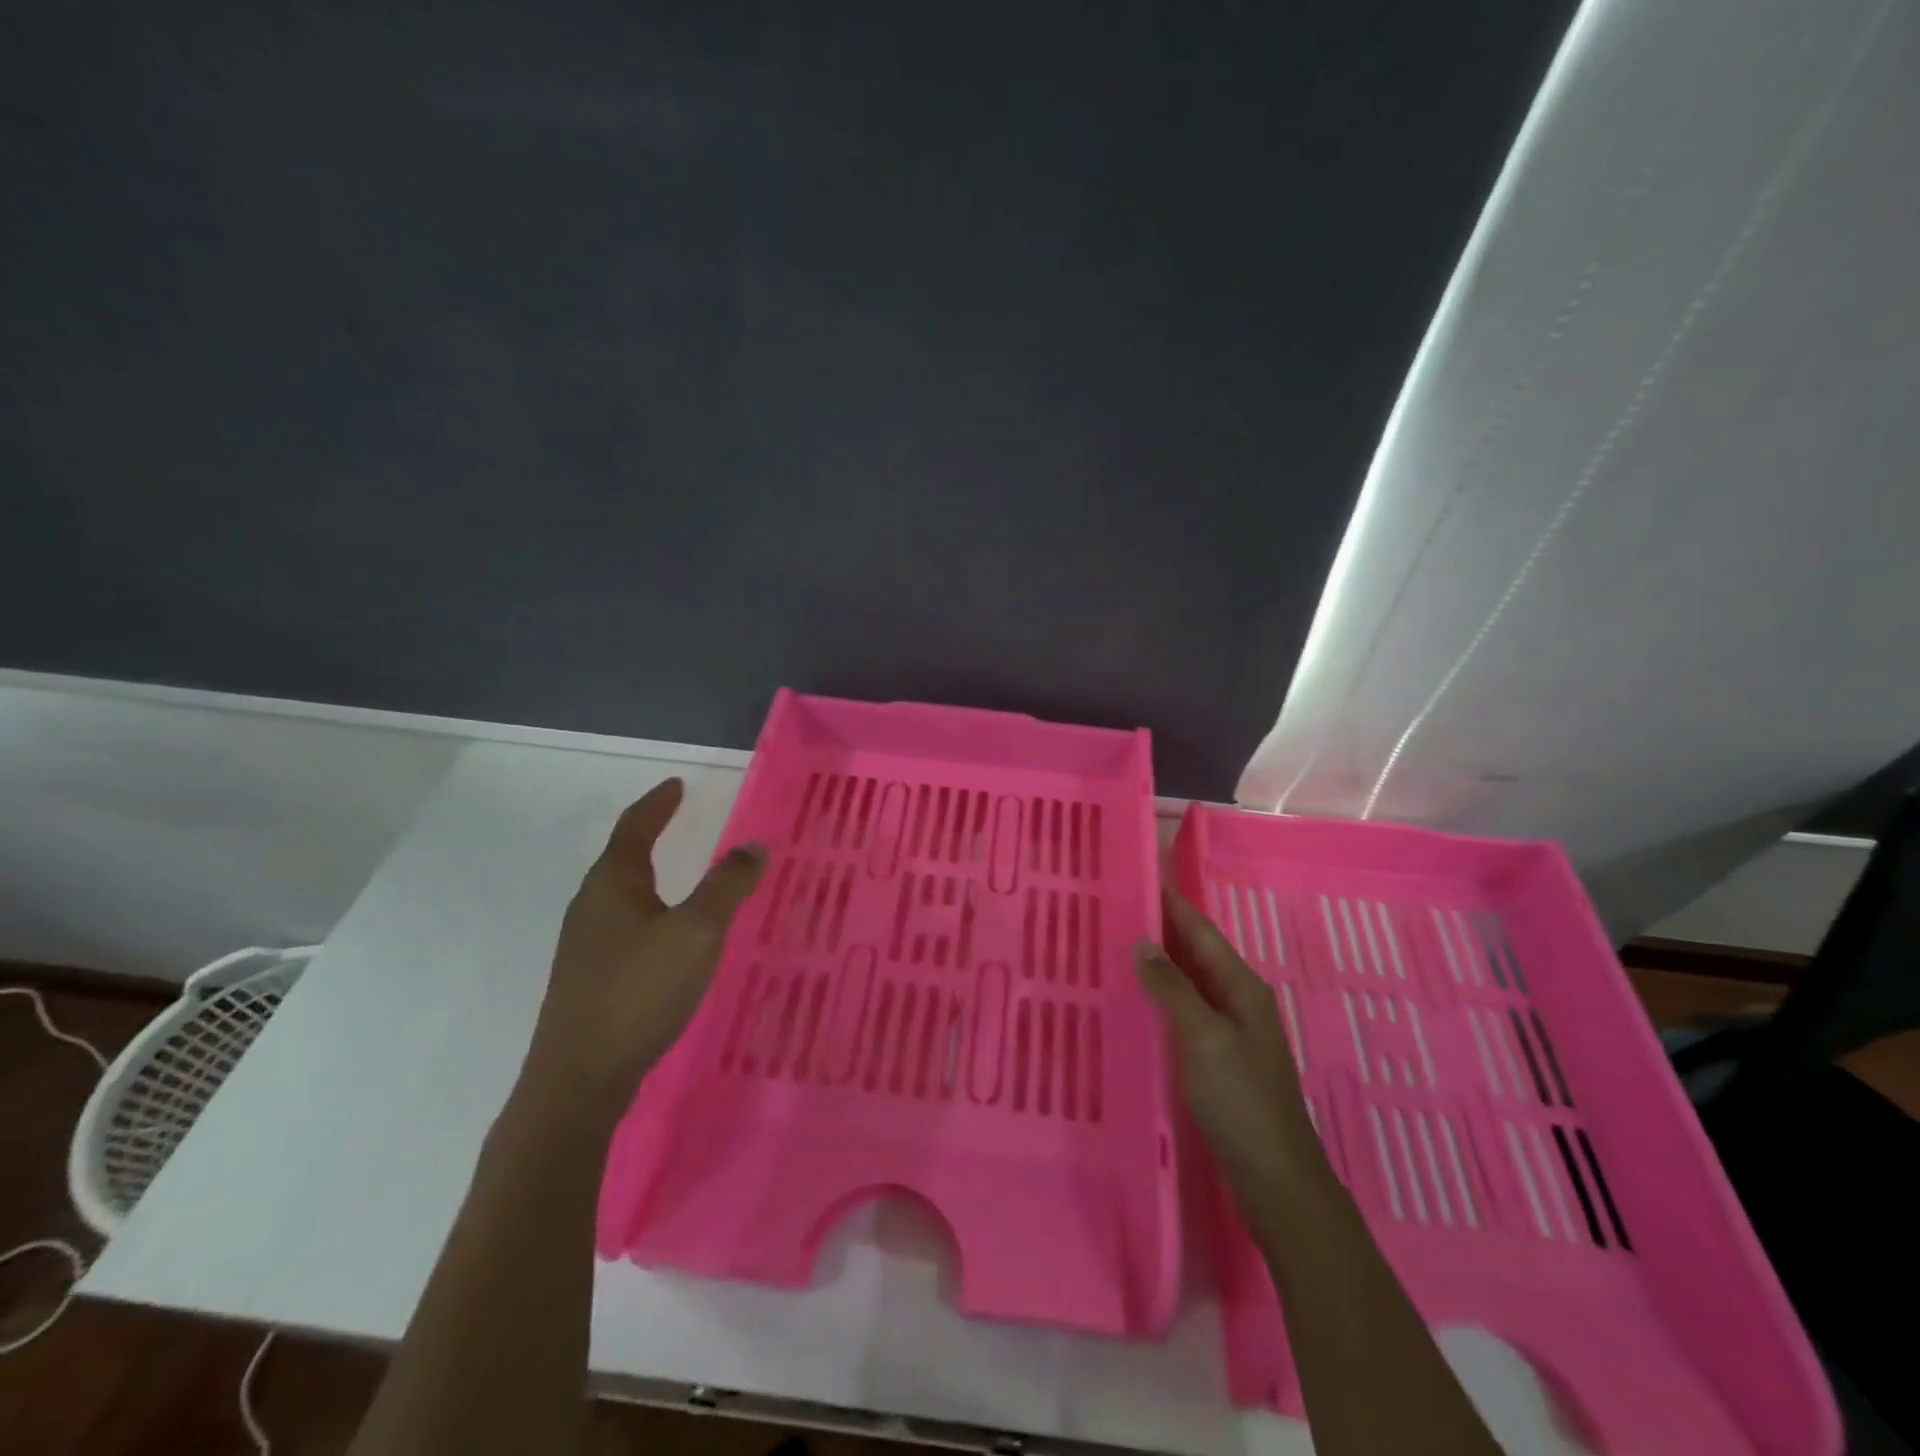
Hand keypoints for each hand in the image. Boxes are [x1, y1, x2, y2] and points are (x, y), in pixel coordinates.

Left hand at [523, 778, 766, 1118]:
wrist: (579, 1079)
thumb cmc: (640, 991)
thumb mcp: (697, 932)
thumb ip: (727, 886)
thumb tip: (753, 845)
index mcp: (613, 884)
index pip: (634, 827)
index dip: (657, 803)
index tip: (677, 785)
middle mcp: (591, 907)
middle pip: (622, 857)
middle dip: (651, 834)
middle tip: (680, 820)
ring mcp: (585, 945)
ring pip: (621, 894)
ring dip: (649, 874)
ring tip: (681, 873)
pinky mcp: (589, 978)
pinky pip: (623, 925)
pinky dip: (649, 910)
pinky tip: (667, 935)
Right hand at [1135, 887, 1321, 1219]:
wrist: (1274, 1178)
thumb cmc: (1240, 1100)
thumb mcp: (1202, 1037)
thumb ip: (1172, 988)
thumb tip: (1142, 942)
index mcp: (1240, 986)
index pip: (1199, 930)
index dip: (1171, 902)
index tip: (1139, 874)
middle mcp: (1236, 1000)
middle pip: (1193, 953)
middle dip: (1158, 928)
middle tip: (1112, 907)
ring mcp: (1226, 1031)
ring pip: (1185, 982)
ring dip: (1155, 963)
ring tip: (1113, 944)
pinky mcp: (1215, 1058)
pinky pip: (1182, 1012)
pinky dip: (1158, 998)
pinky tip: (1132, 1000)